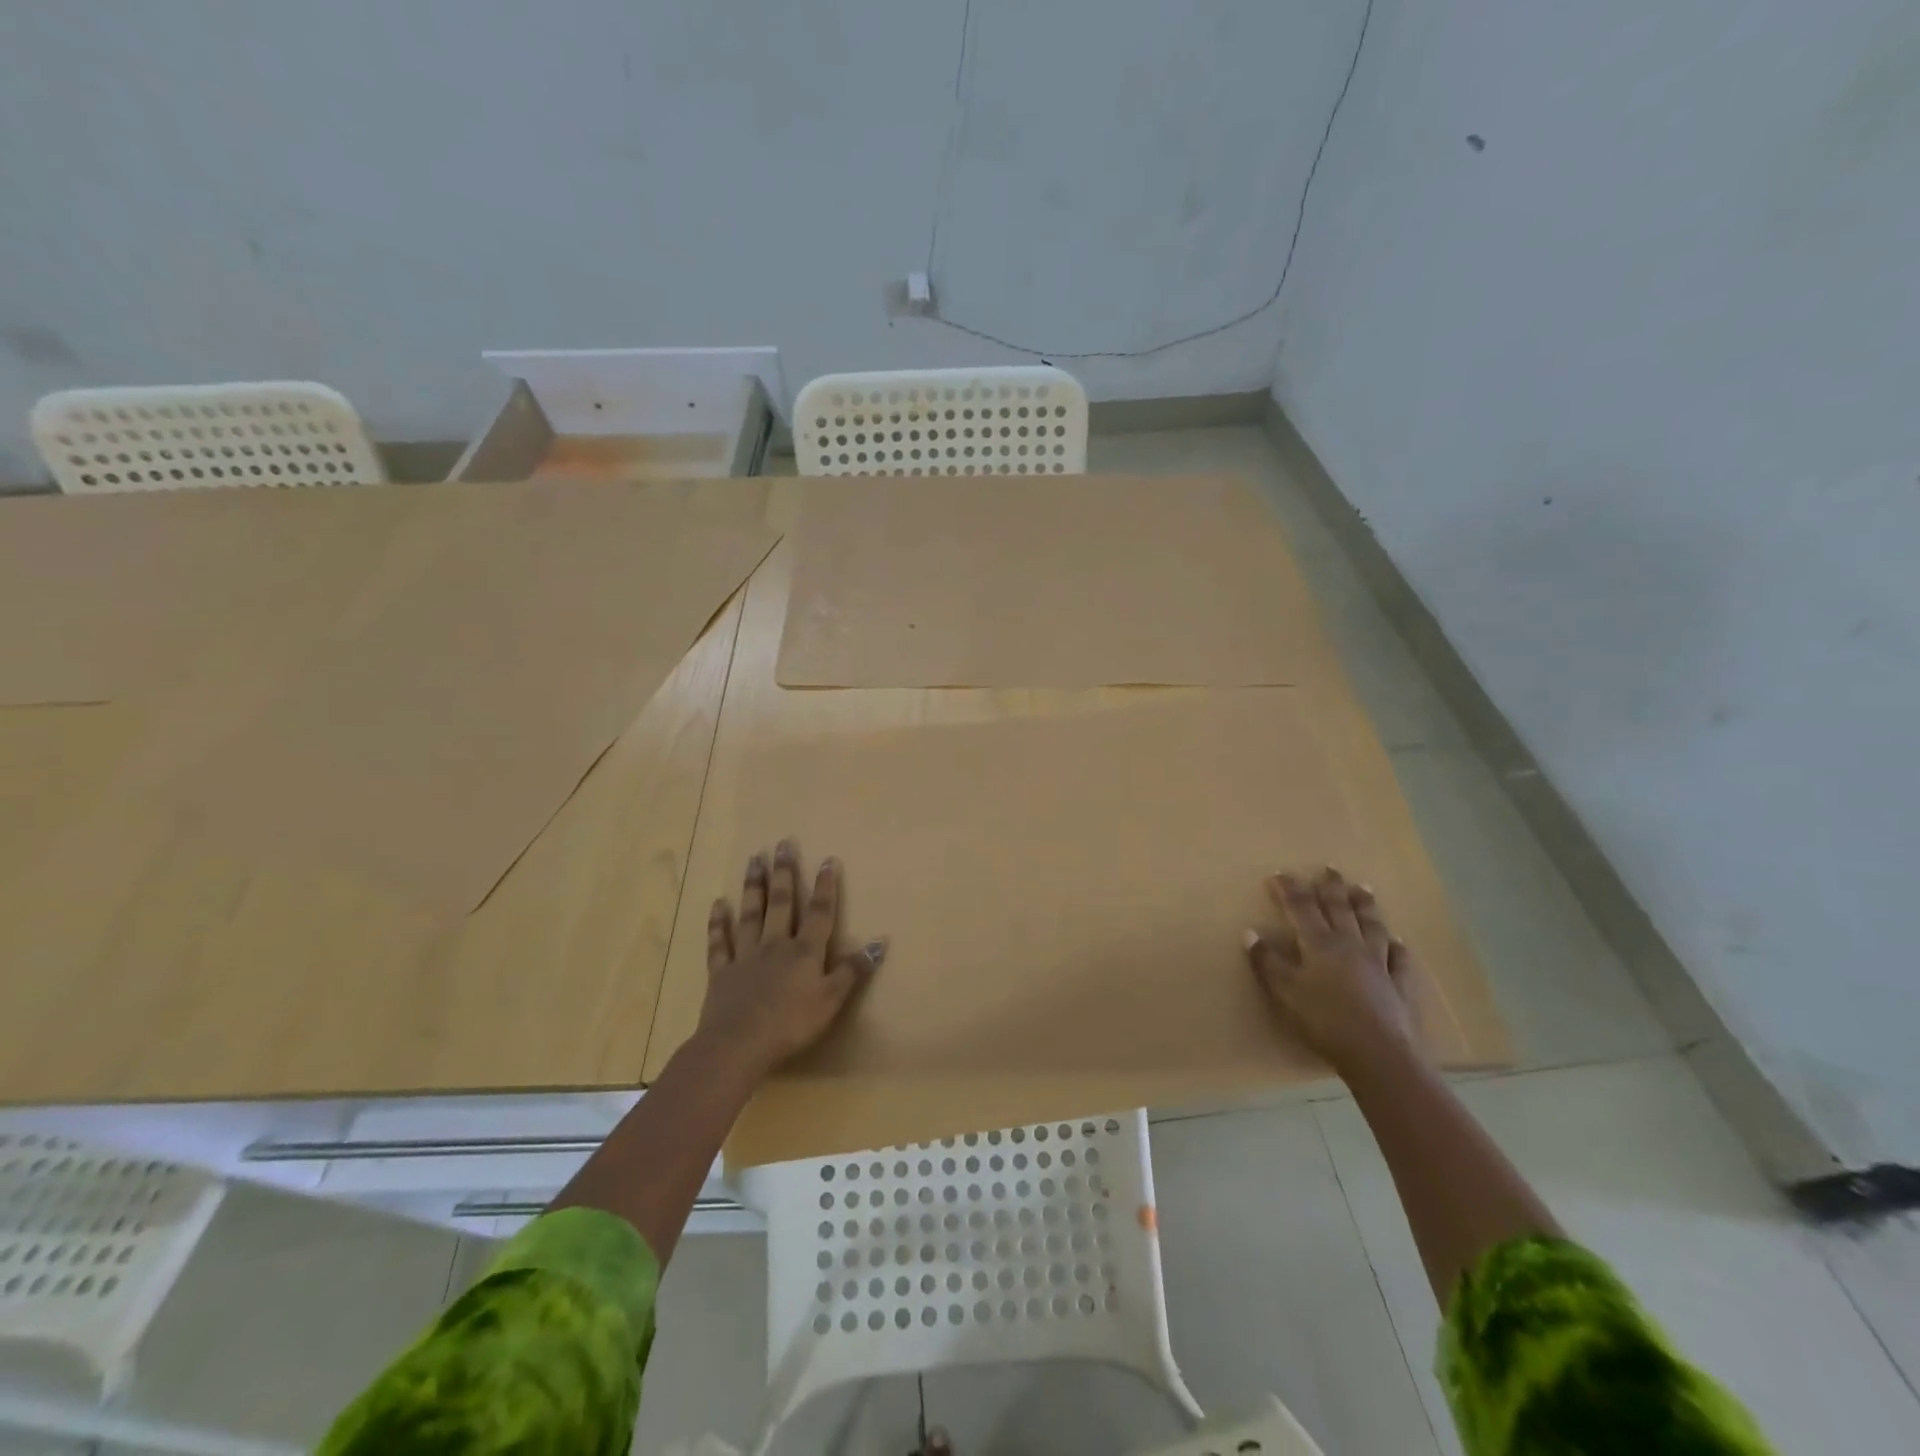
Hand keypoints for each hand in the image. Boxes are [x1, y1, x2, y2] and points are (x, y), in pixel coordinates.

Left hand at [698, 839, 884, 1080]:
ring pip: (751, 914)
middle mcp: (776, 945)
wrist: (738, 1044)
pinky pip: (720, 942)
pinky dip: (718, 923)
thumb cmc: (791, 1024)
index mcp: (805, 952)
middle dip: (785, 873)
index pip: (820, 913)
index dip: (826, 886)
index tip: (828, 860)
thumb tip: (881, 942)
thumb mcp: (832, 1000)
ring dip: (754, 886)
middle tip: (782, 844)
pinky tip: (718, 904)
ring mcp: (746, 956)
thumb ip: (853, 971)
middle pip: (782, 903)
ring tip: (755, 860)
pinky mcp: (722, 972)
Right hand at [1244, 866, 1415, 1074]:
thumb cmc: (1323, 1021)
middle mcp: (1350, 945)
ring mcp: (1379, 963)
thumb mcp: (1284, 992)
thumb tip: (1250, 932)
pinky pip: (1400, 959)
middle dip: (1331, 887)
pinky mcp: (1399, 985)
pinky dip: (1398, 947)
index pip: (1301, 908)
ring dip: (1366, 906)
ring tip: (1363, 888)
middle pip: (1340, 909)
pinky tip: (1399, 941)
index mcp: (1319, 944)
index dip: (1290, 889)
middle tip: (1329, 868)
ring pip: (1372, 926)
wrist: (1378, 1053)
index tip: (1280, 873)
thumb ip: (1267, 961)